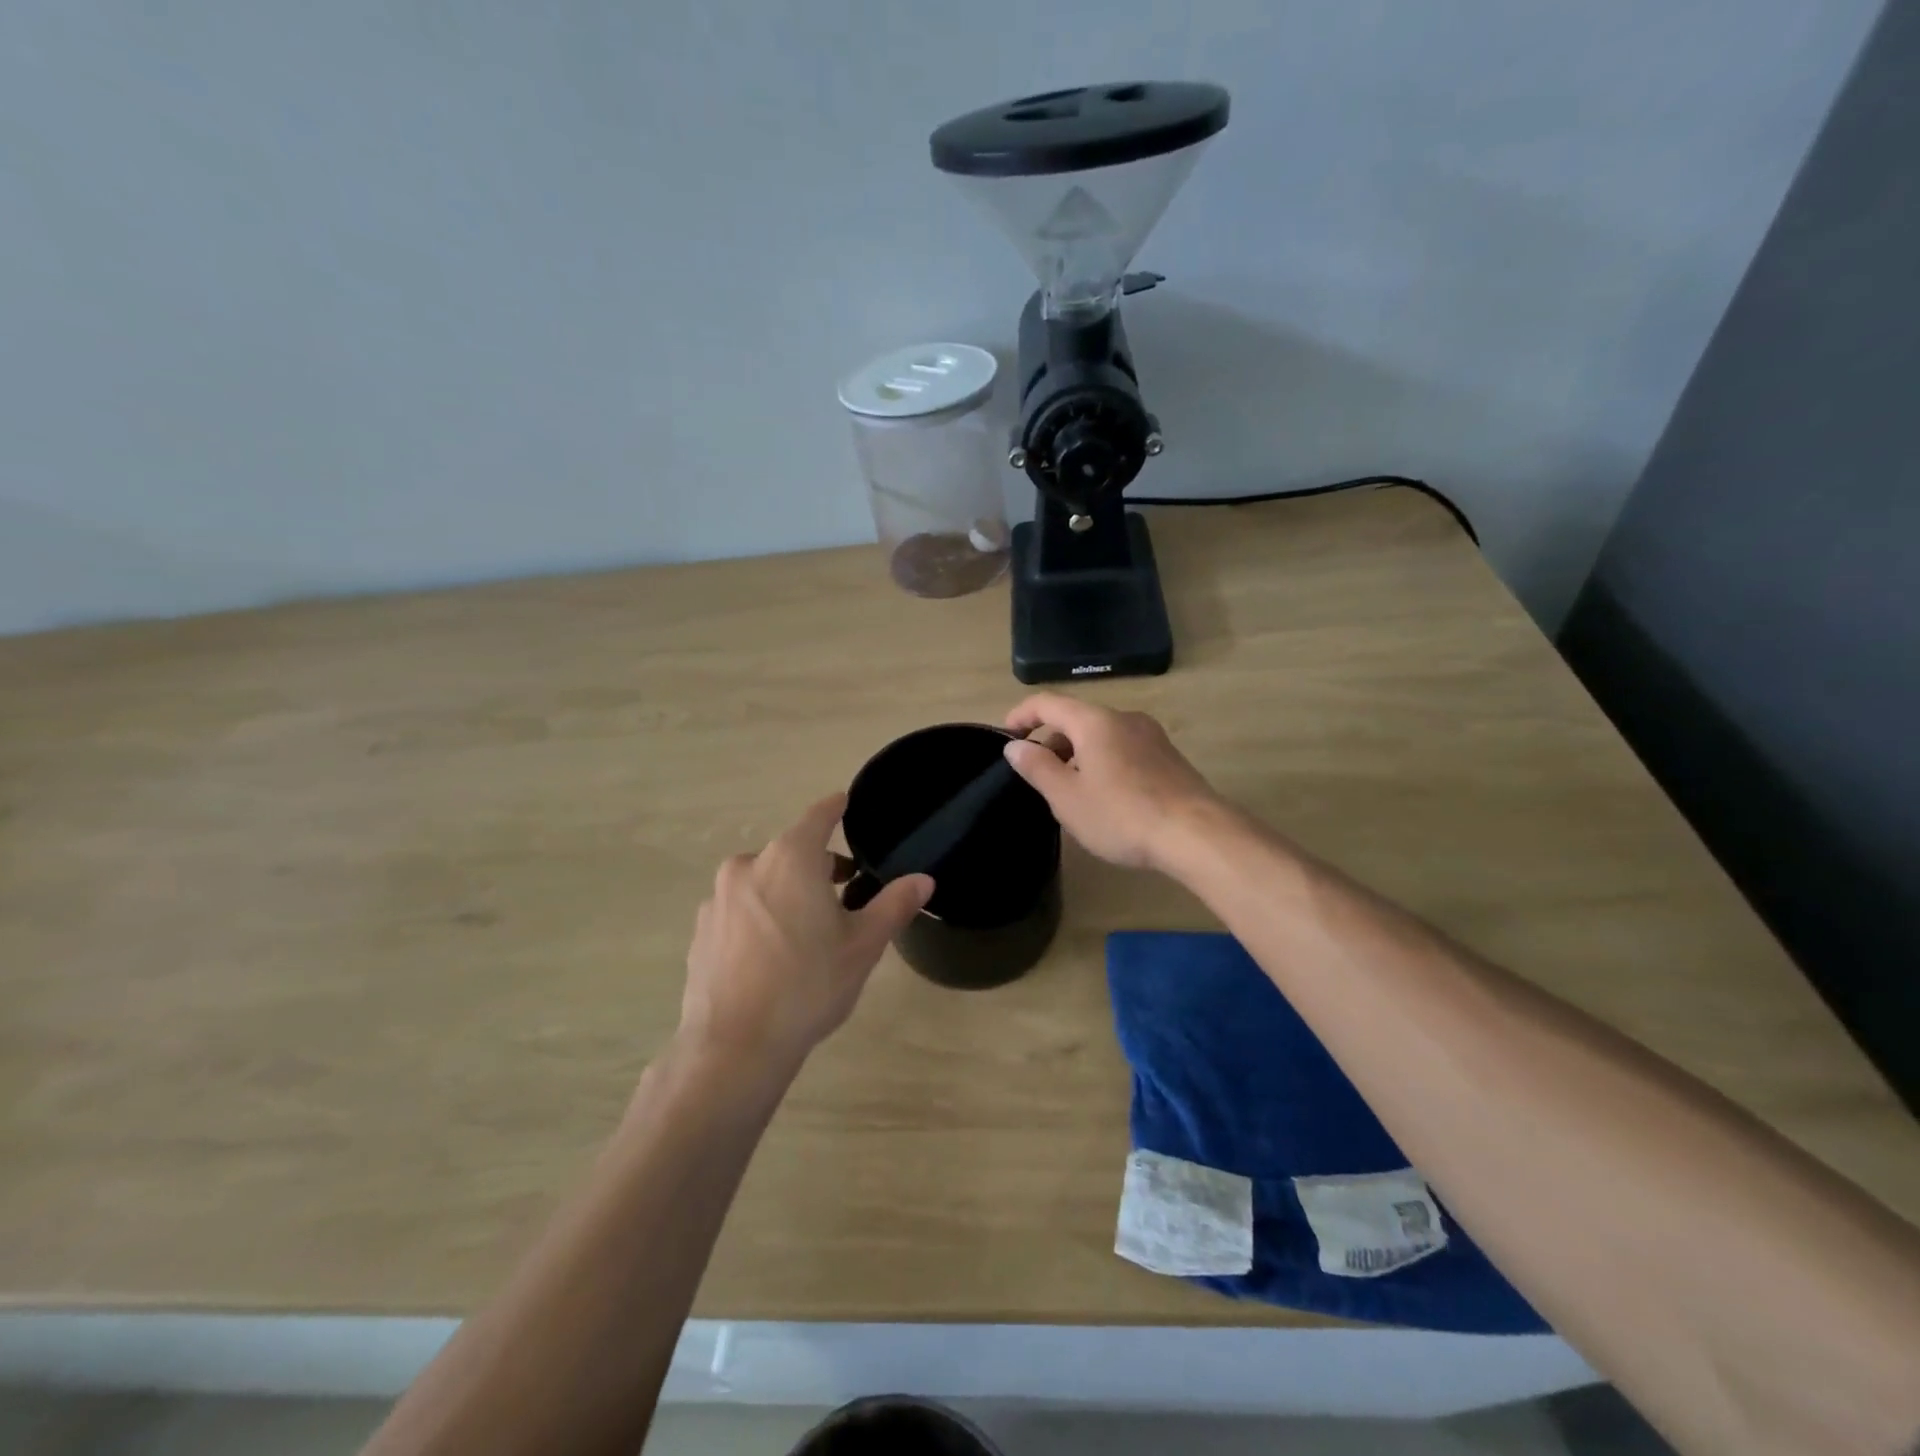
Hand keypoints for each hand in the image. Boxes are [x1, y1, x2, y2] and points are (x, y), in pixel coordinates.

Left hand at [680, 794, 932, 1069]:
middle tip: (844, 892)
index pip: (817, 817)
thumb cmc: (808, 986)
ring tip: (808, 930)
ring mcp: (717, 899)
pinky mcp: (700, 931)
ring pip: (762, 881)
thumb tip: (923, 880)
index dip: (835, 808)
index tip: (844, 803)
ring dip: (786, 891)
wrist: (734, 1047)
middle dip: (817, 864)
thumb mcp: (863, 946)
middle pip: (790, 852)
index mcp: (790, 859)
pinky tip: (772, 955)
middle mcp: (748, 867)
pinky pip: (739, 909)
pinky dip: (759, 916)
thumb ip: (894, 905)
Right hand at [1003, 695, 1222, 871]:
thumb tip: (1015, 746)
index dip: (1021, 715)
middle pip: (1076, 718)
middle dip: (1051, 741)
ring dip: (1078, 754)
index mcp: (1094, 721)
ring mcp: (1151, 735)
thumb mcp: (1067, 797)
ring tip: (1070, 791)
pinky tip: (1106, 797)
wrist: (1197, 834)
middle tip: (1038, 776)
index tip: (1006, 735)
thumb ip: (1037, 767)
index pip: (1047, 703)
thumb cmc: (1122, 815)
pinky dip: (1103, 761)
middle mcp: (1124, 718)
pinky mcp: (1169, 756)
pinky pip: (1124, 749)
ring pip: (1102, 735)